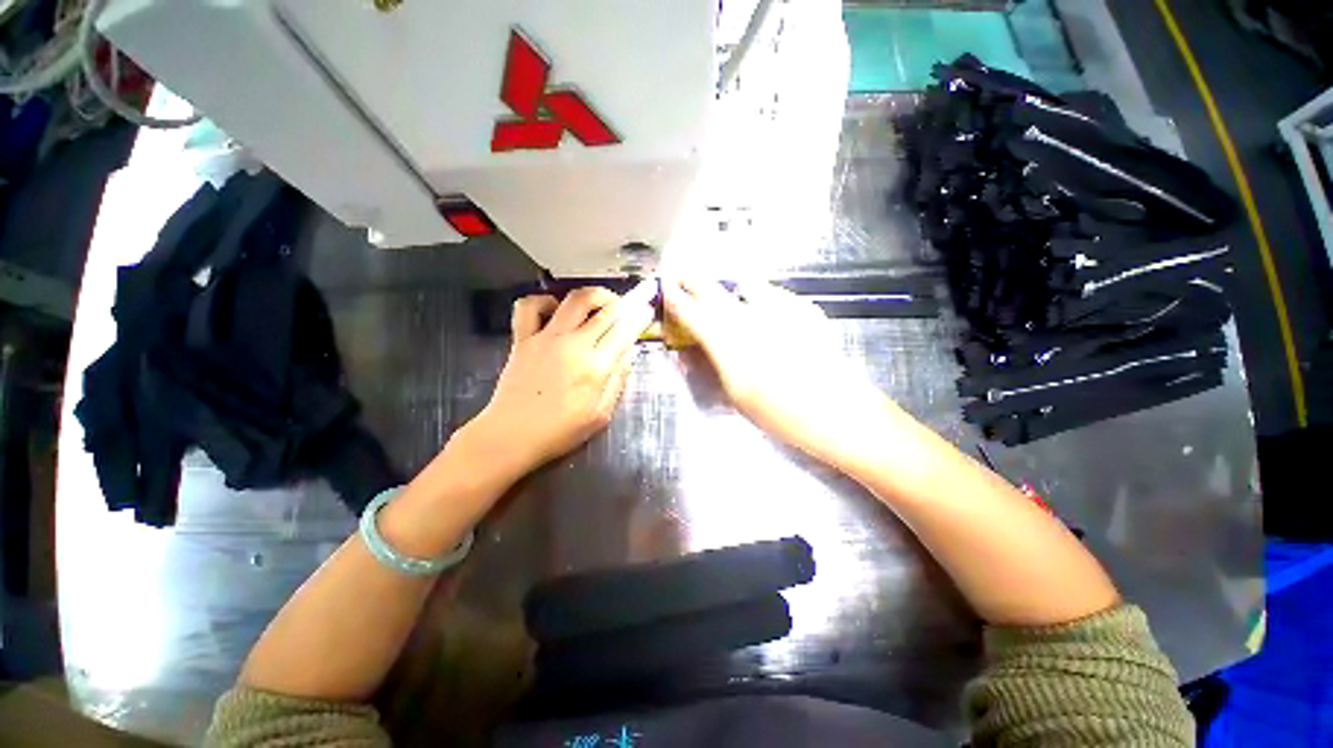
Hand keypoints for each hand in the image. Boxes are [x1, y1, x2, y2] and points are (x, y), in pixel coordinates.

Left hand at [467, 283, 656, 483]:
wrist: (511, 436)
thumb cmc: (560, 431)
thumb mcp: (601, 415)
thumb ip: (617, 380)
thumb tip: (628, 352)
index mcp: (596, 366)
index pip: (624, 330)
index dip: (639, 316)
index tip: (647, 310)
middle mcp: (574, 344)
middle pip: (605, 309)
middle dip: (623, 303)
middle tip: (628, 307)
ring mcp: (546, 338)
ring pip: (574, 299)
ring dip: (593, 295)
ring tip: (600, 304)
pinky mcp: (522, 338)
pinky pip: (530, 306)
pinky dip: (545, 301)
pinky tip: (555, 311)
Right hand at [663, 277, 891, 471]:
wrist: (838, 412)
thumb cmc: (781, 414)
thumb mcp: (736, 397)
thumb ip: (713, 367)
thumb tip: (693, 351)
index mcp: (730, 345)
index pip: (694, 315)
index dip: (676, 300)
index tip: (665, 288)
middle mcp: (751, 320)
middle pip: (716, 293)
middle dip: (695, 281)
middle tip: (683, 273)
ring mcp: (780, 312)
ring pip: (747, 286)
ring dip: (730, 285)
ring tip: (725, 288)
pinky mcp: (805, 311)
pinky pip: (776, 294)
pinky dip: (763, 296)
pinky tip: (766, 305)